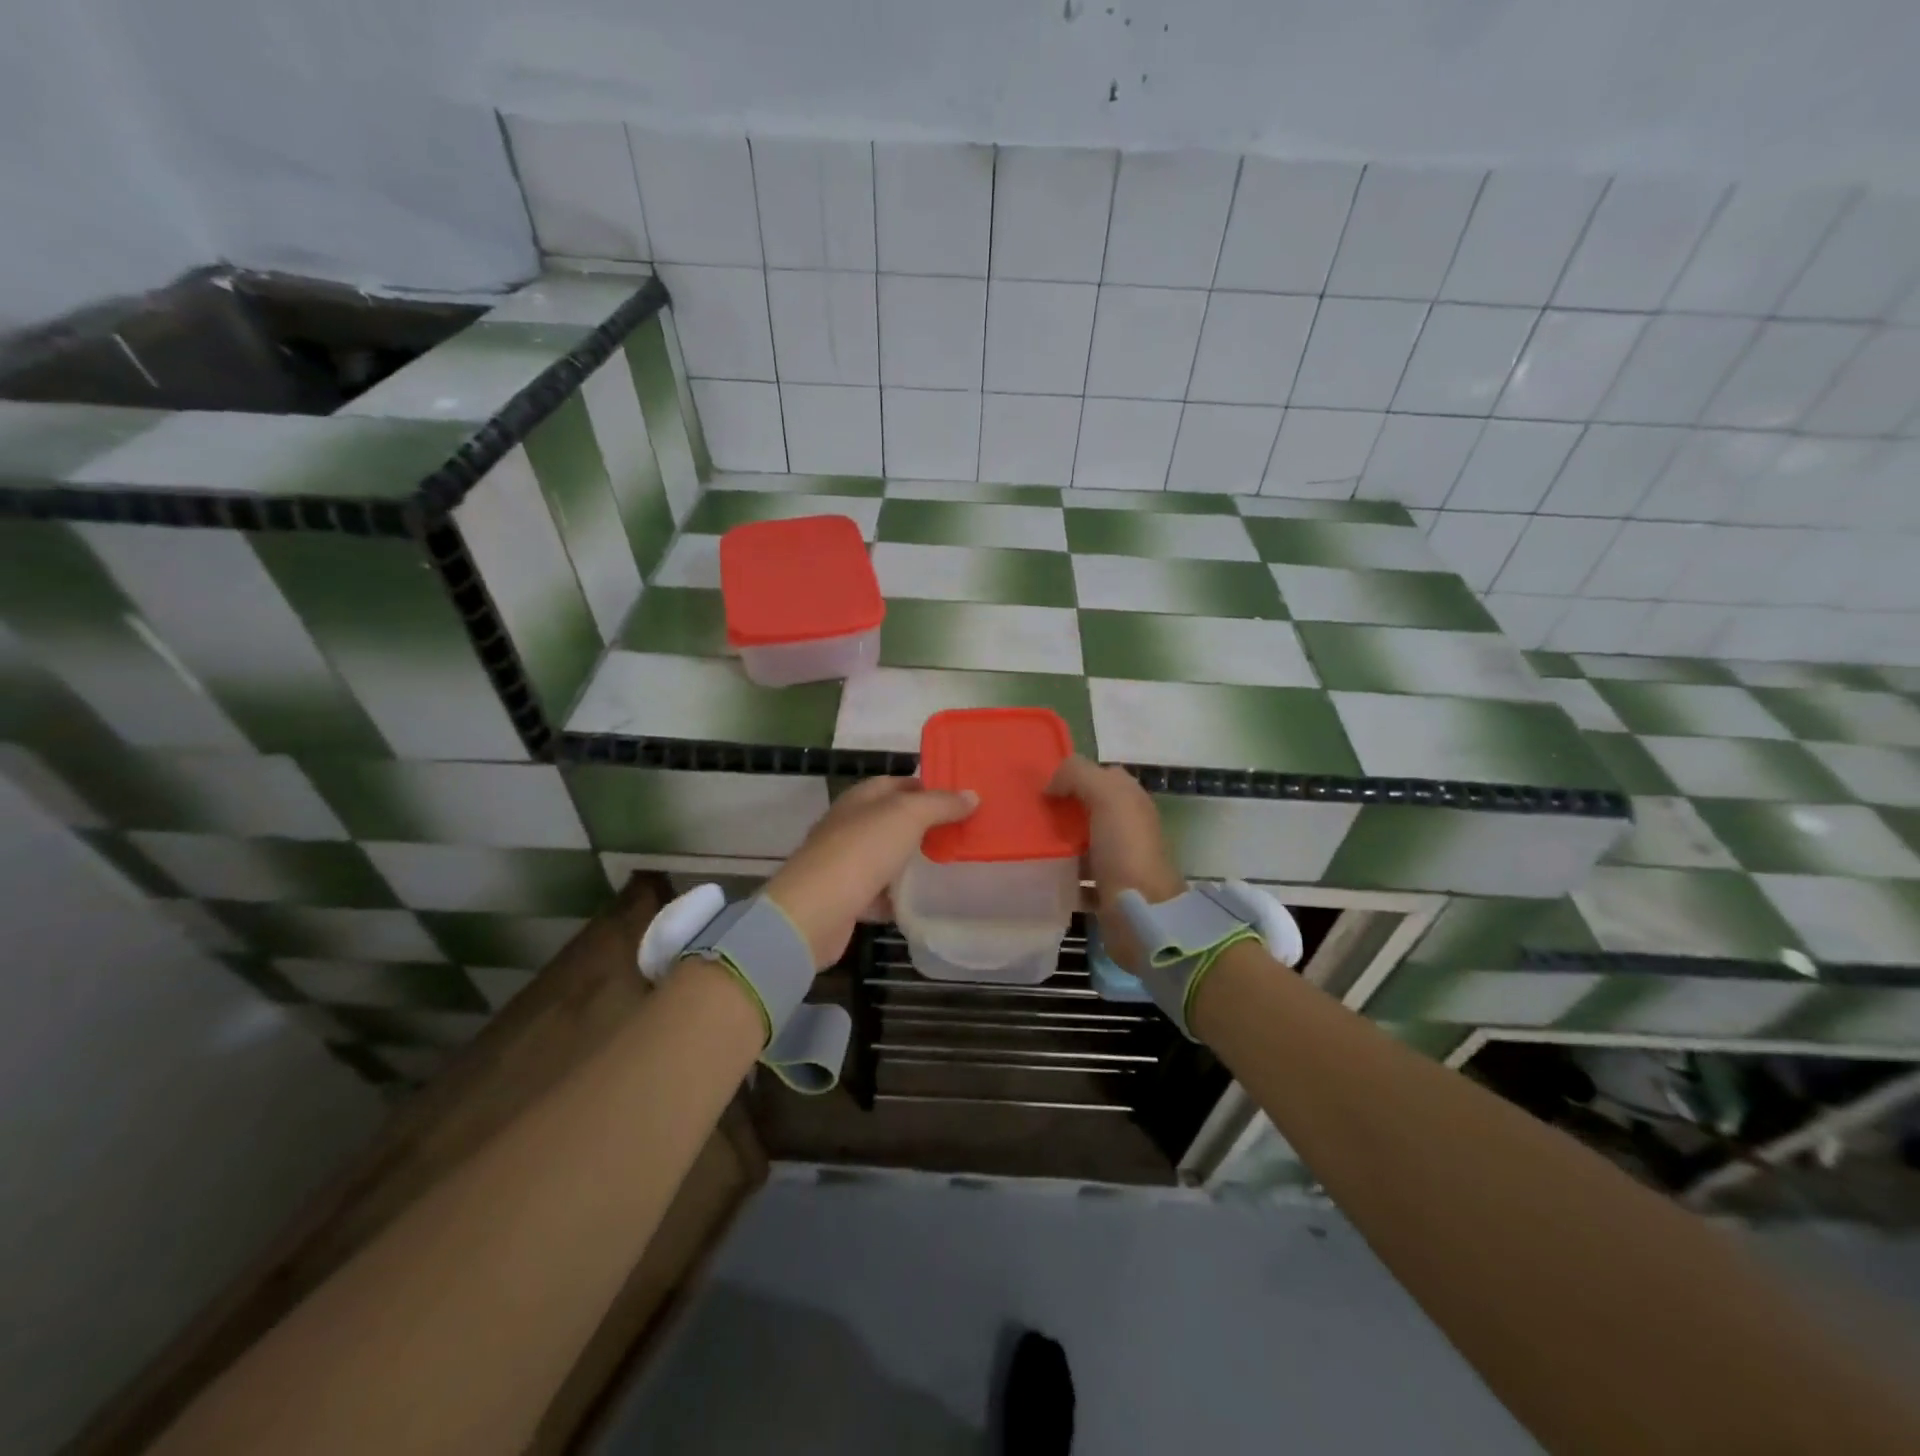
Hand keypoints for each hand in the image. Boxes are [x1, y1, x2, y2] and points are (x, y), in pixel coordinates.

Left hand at [764, 778, 977, 968]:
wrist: (815, 911)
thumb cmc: (862, 851)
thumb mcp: (908, 816)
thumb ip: (940, 804)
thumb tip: (972, 795)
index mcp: (861, 798)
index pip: (900, 783)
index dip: (930, 787)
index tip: (963, 799)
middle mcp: (851, 825)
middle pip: (894, 820)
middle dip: (926, 825)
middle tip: (964, 833)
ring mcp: (846, 862)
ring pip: (888, 856)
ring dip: (913, 861)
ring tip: (951, 865)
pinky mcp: (847, 897)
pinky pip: (880, 892)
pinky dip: (898, 896)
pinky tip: (923, 901)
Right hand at [1045, 755, 1185, 974]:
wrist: (1141, 914)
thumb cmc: (1126, 850)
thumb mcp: (1107, 796)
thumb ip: (1079, 775)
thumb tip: (1052, 786)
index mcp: (1132, 802)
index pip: (1104, 776)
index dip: (1077, 776)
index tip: (1044, 786)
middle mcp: (1128, 828)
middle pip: (1090, 809)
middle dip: (1063, 809)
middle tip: (1029, 814)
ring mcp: (1119, 861)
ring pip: (1083, 842)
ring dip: (1060, 842)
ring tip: (1028, 842)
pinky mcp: (1107, 892)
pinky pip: (1079, 877)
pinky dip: (1062, 875)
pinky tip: (1041, 873)